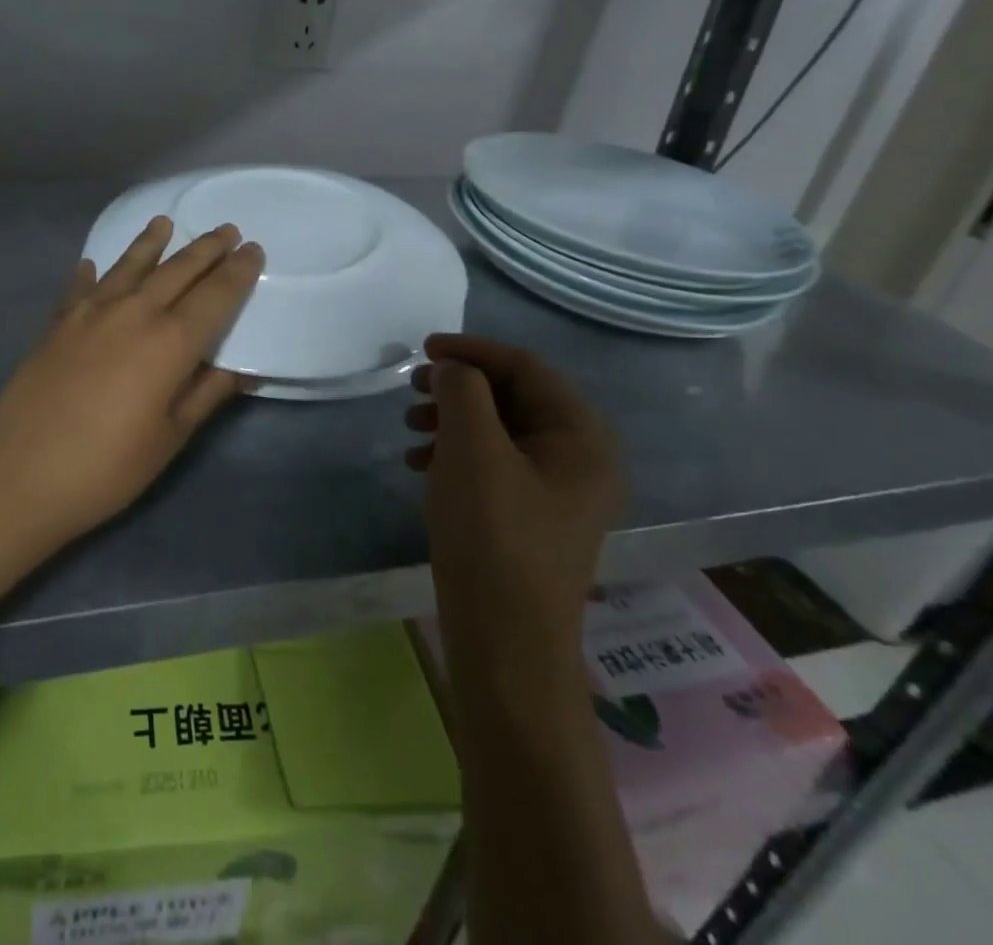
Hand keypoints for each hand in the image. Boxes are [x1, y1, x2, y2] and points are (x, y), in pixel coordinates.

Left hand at [0, 217, 263, 551]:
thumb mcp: (171, 438)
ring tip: (165, 223)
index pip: (216, 294)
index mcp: (171, 341)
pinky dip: (91, 272)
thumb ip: (208, 394)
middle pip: (178, 269)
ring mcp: (90, 312)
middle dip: (207, 248)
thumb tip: (244, 368)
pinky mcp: (58, 323)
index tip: (255, 250)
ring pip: (130, 265)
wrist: (17, 474)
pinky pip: (81, 286)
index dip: (238, 271)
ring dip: (152, 242)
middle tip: (228, 230)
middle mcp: (134, 312)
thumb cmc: (107, 467)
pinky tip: (92, 263)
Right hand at [406, 334, 622, 662]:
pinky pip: (493, 465)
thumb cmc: (494, 536)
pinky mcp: (530, 518)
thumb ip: (463, 391)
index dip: (473, 351)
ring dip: (452, 419)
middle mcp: (579, 460)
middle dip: (459, 387)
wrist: (504, 643)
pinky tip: (420, 463)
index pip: (526, 368)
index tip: (424, 349)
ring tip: (410, 427)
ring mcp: (556, 493)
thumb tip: (454, 369)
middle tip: (413, 388)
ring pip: (499, 431)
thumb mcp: (473, 450)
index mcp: (583, 438)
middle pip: (513, 398)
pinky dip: (455, 453)